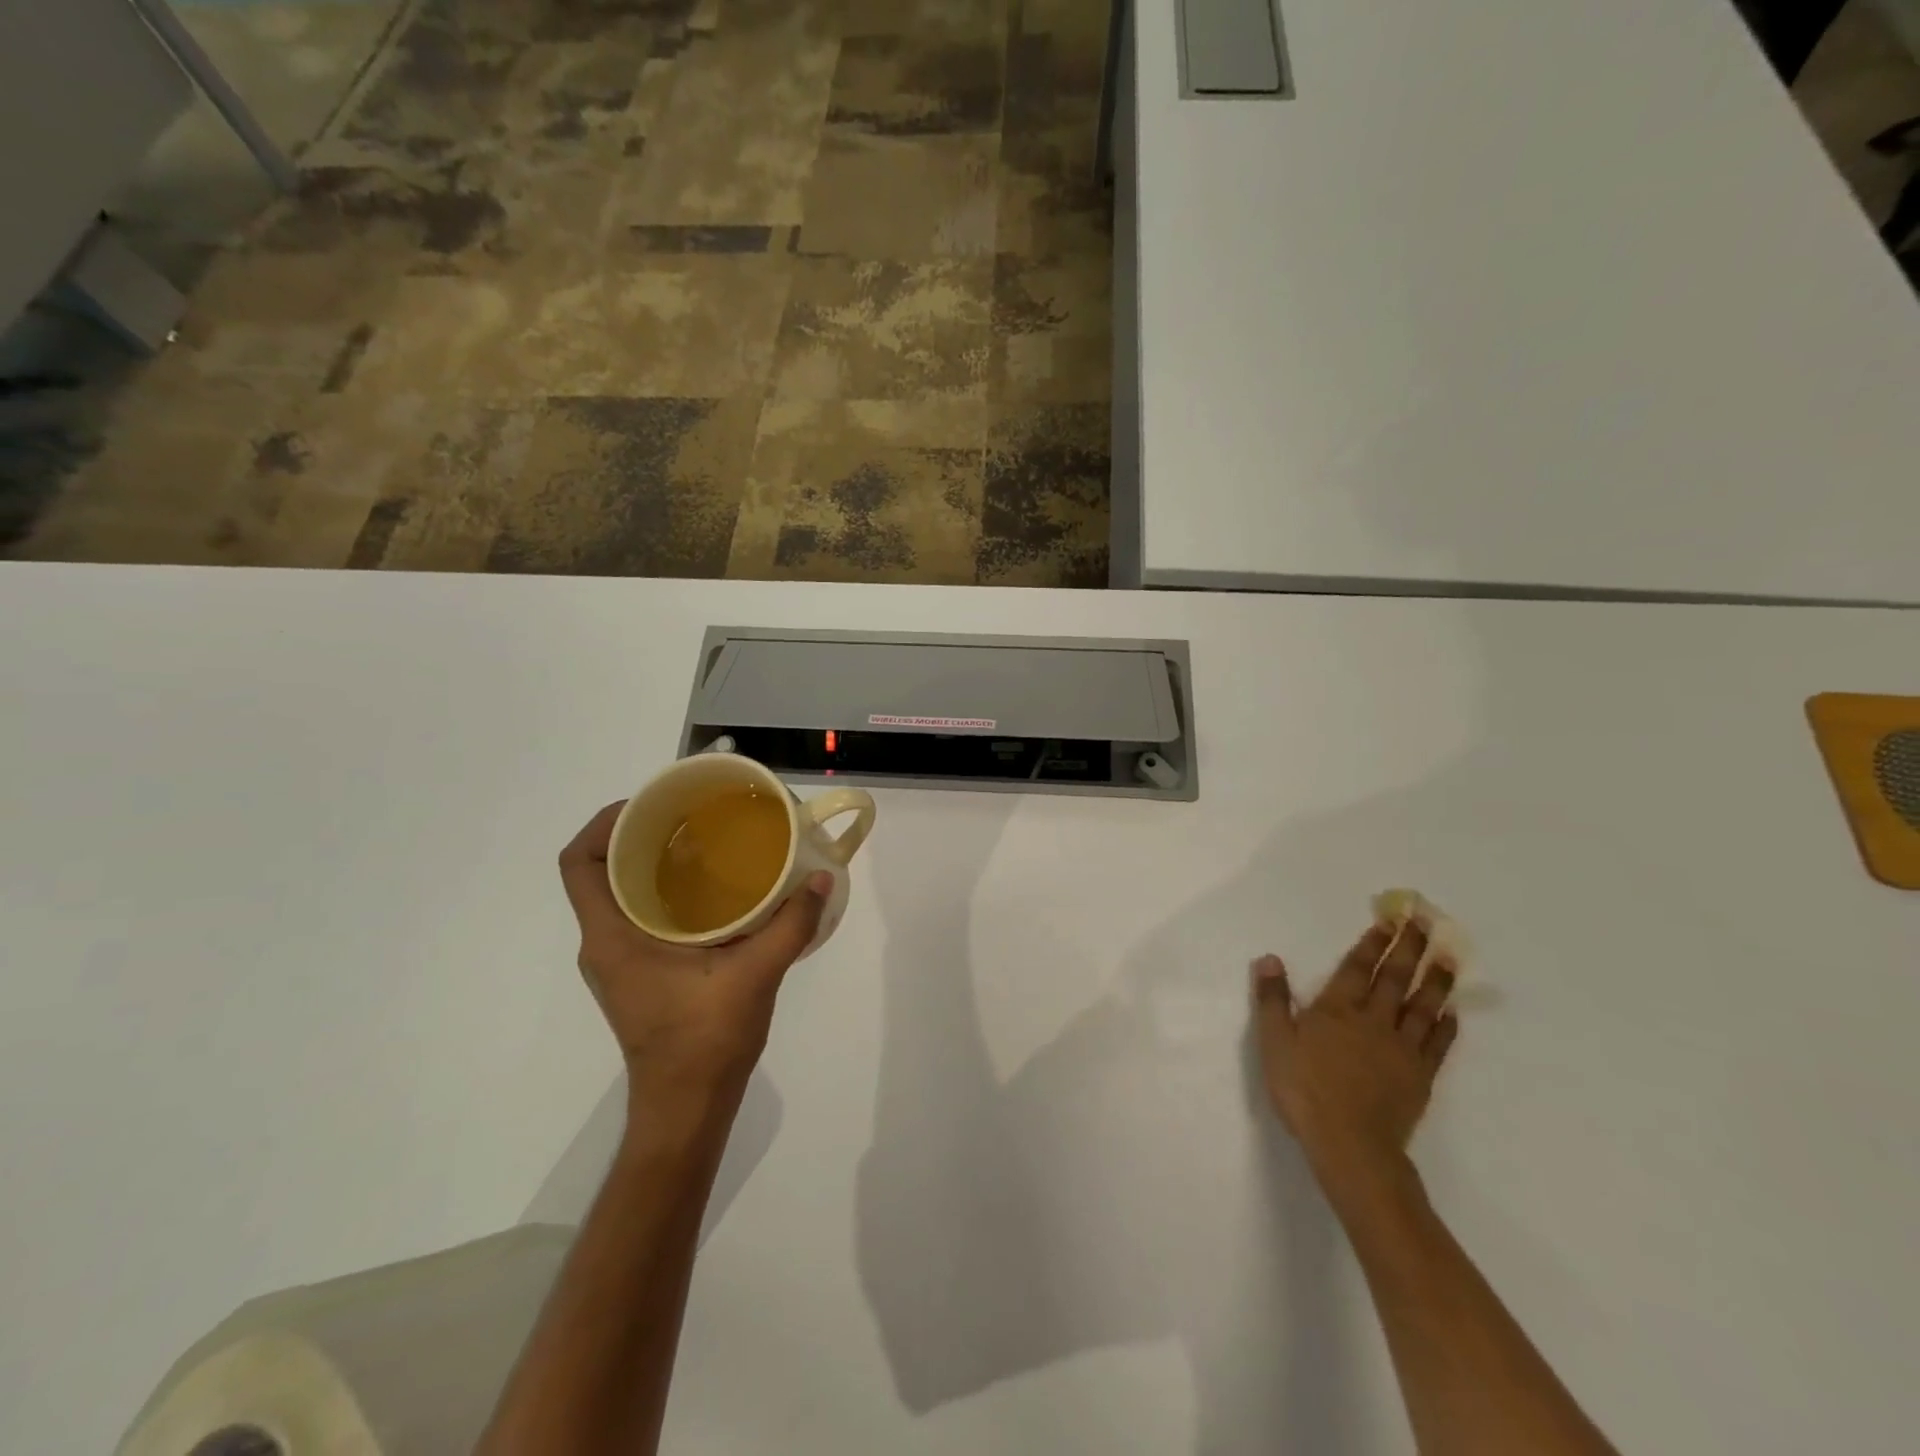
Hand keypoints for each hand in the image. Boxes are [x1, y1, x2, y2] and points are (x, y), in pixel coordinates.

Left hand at [558, 803, 831, 1119]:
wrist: (687, 1107)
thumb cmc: (705, 1041)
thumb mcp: (755, 975)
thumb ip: (790, 924)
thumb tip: (820, 878)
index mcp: (613, 938)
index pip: (579, 864)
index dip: (604, 822)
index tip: (649, 803)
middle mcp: (605, 943)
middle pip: (600, 871)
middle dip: (637, 834)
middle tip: (688, 814)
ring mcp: (620, 961)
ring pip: (620, 893)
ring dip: (652, 862)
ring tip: (703, 840)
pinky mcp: (639, 973)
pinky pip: (640, 914)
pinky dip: (666, 891)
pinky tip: (714, 888)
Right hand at [1250, 918, 1459, 1194]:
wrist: (1350, 1144)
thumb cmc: (1304, 1089)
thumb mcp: (1274, 1042)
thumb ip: (1273, 999)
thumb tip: (1269, 958)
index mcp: (1336, 1009)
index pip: (1357, 968)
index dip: (1372, 943)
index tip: (1390, 920)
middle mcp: (1373, 1020)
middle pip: (1394, 978)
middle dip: (1408, 949)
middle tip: (1424, 924)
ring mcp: (1401, 1048)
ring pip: (1422, 1006)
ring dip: (1436, 981)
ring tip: (1449, 958)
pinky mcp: (1419, 1076)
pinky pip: (1437, 1044)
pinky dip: (1446, 1026)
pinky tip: (1452, 1013)